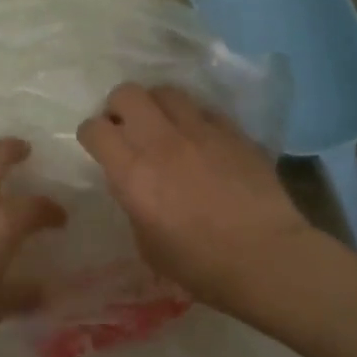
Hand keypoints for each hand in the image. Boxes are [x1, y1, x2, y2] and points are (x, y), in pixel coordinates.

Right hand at [77, 83, 322, 312]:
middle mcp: (161, 142)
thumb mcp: (147, 244)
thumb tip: (135, 185)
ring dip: (157, 107)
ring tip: (164, 127)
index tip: (99, 147)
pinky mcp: (233, 131)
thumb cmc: (199, 265)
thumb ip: (134, 204)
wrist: (264, 257)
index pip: (95, 129)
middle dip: (119, 108)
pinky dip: (194, 119)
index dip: (92, 135)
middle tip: (127, 129)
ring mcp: (200, 131)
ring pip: (166, 91)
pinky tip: (201, 141)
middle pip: (127, 94)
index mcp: (132, 173)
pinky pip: (204, 110)